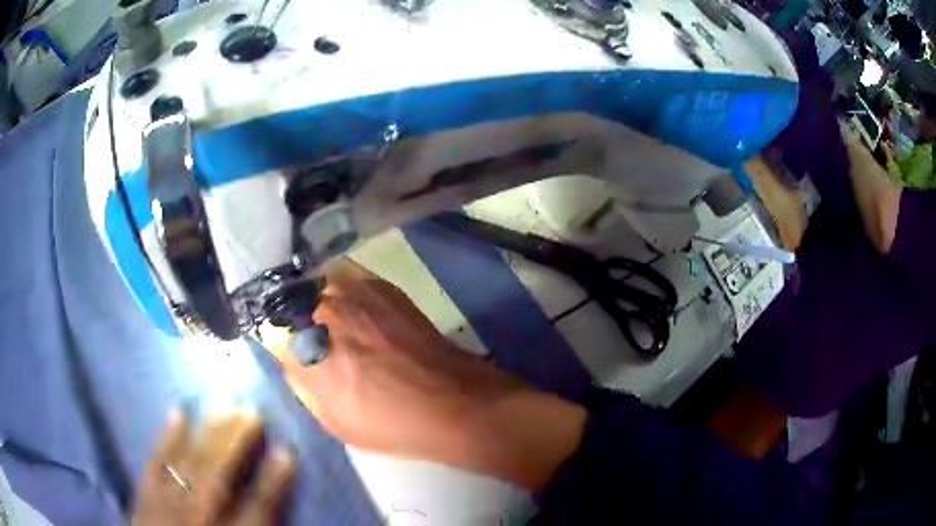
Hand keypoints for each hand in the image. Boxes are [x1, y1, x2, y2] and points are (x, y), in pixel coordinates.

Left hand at [132, 410, 294, 525]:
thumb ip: (254, 525)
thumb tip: (271, 506)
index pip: (256, 508)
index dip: (273, 480)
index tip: (287, 451)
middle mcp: (197, 517)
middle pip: (218, 476)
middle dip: (235, 443)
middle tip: (249, 410)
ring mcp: (166, 503)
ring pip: (189, 463)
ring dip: (206, 434)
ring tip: (222, 406)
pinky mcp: (144, 494)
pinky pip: (155, 462)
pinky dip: (167, 437)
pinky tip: (177, 412)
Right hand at [274, 260, 525, 458]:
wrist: (451, 401)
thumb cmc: (389, 422)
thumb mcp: (331, 419)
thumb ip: (300, 381)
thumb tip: (285, 354)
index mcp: (305, 348)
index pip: (265, 326)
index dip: (268, 332)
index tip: (272, 339)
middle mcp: (323, 310)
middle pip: (285, 297)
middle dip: (284, 311)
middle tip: (293, 327)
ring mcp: (352, 290)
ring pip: (311, 280)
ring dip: (307, 294)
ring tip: (317, 313)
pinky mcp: (379, 284)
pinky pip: (342, 274)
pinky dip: (335, 286)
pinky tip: (346, 304)